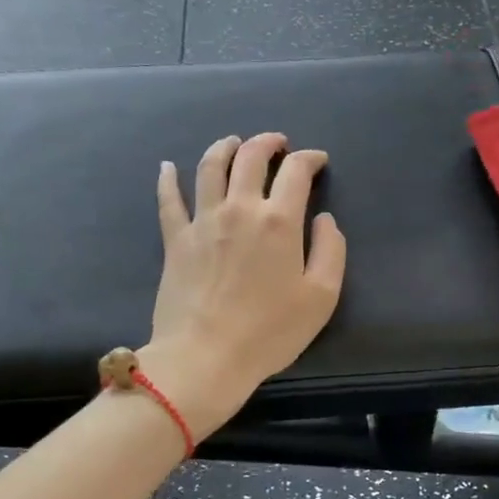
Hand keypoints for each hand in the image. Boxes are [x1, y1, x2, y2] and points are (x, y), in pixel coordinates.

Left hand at [141, 133, 346, 436]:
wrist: (206, 356)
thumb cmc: (269, 332)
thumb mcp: (321, 297)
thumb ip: (331, 250)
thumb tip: (324, 220)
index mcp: (278, 220)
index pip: (295, 171)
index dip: (310, 159)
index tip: (317, 161)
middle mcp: (239, 209)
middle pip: (250, 157)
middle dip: (267, 142)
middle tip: (277, 144)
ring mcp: (202, 221)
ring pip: (210, 167)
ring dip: (224, 147)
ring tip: (233, 142)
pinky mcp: (175, 239)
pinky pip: (168, 200)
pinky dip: (168, 179)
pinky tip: (167, 166)